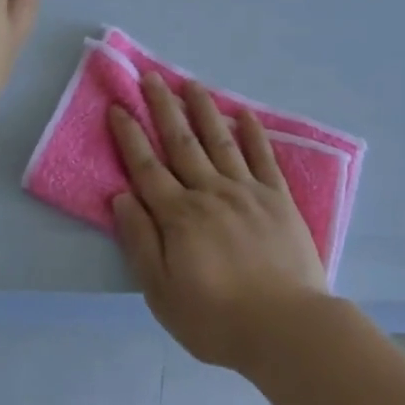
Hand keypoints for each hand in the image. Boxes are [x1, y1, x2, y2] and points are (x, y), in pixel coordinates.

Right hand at [108, 73, 332, 372]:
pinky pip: (263, 158)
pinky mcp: (278, 199)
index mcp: (179, 215)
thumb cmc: (215, 318)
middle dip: (163, 108)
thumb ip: (141, 241)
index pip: (146, 167)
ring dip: (204, 110)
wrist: (285, 328)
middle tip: (151, 77)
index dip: (130, 135)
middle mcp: (210, 192)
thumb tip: (121, 196)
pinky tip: (244, 114)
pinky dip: (253, 134)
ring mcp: (247, 191)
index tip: (119, 106)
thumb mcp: (161, 292)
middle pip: (181, 143)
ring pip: (220, 141)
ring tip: (191, 84)